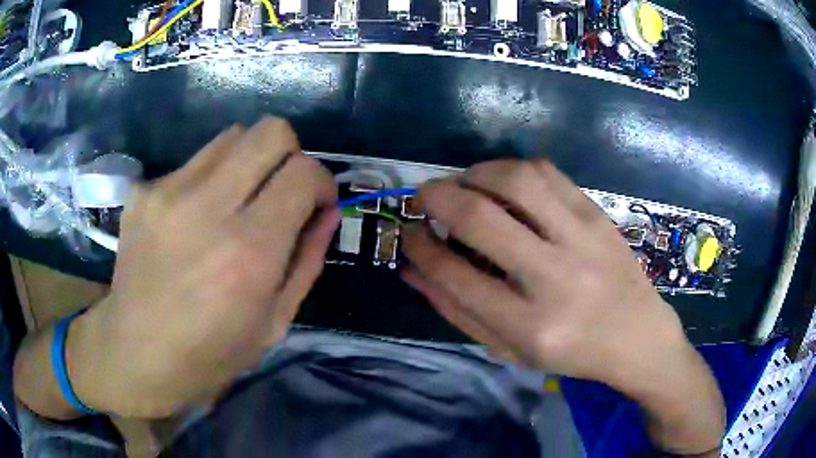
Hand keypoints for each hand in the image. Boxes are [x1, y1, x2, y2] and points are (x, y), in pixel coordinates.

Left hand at [69, 117, 338, 417]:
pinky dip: (208, 180)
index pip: (303, 172)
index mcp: (249, 252)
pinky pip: (194, 162)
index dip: (322, 181)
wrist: (135, 353)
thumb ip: (307, 260)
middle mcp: (208, 208)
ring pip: (232, 136)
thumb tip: (327, 212)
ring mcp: (168, 192)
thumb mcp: (274, 323)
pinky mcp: (143, 191)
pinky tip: (194, 218)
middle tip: (281, 190)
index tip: (316, 203)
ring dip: (249, 161)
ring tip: (237, 200)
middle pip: (271, 132)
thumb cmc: (210, 354)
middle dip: (290, 153)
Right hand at [402, 159, 723, 452]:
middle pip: (480, 218)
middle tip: (423, 195)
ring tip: (464, 183)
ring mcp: (582, 240)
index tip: (407, 231)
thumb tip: (413, 270)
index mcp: (528, 325)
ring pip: (516, 180)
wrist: (638, 337)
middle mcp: (554, 277)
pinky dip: (514, 170)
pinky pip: (549, 173)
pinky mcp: (597, 216)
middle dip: (436, 196)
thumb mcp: (510, 350)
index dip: (420, 246)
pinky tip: (506, 184)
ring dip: (476, 173)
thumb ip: (459, 311)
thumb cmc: (571, 353)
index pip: (455, 274)